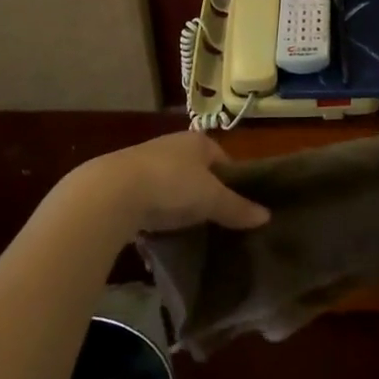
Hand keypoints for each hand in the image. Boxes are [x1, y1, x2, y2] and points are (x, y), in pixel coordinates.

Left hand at [66, 131, 269, 237]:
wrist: (111, 193)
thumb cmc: (172, 184)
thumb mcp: (211, 199)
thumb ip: (238, 208)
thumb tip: (267, 216)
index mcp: (196, 141)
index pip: (222, 158)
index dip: (232, 181)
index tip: (238, 206)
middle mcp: (171, 146)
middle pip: (196, 172)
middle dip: (204, 194)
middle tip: (215, 222)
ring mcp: (144, 163)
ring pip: (171, 186)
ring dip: (178, 206)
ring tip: (189, 232)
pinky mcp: (123, 185)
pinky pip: (148, 201)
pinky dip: (155, 216)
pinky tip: (159, 236)